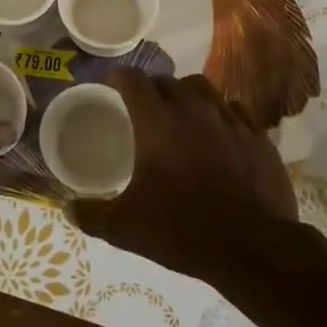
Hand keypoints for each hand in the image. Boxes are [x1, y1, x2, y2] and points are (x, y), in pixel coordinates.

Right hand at [69, 71, 300, 288]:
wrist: (253, 248)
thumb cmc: (182, 230)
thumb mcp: (126, 227)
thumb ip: (93, 215)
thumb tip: (68, 209)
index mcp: (156, 122)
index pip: (133, 80)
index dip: (119, 78)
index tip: (112, 85)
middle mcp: (193, 110)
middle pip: (168, 81)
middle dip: (152, 88)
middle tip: (144, 108)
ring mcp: (229, 120)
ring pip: (203, 89)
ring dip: (187, 96)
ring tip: (182, 115)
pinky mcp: (257, 136)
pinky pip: (234, 111)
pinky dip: (220, 115)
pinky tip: (218, 135)